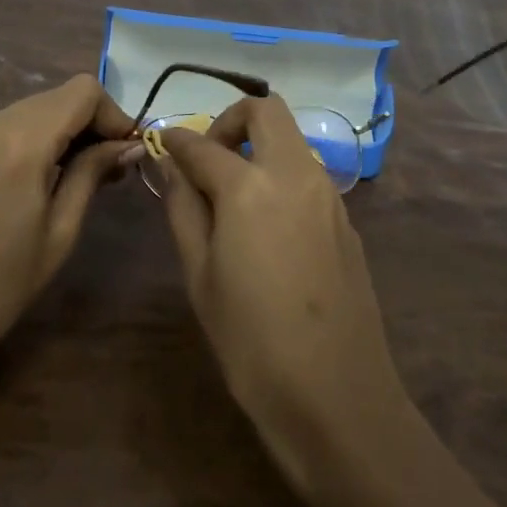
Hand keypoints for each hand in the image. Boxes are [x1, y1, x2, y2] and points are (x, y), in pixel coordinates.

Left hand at [0, 75, 137, 384]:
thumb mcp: (60, 231)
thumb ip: (92, 174)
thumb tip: (129, 144)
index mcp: (19, 141)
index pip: (82, 91)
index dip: (114, 115)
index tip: (127, 152)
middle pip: (58, 97)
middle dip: (92, 123)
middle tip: (113, 168)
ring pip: (34, 109)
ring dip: (65, 131)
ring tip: (83, 176)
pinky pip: (9, 126)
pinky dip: (37, 139)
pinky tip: (46, 178)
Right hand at [158, 96, 411, 492]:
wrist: (336, 395)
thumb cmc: (251, 341)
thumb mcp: (200, 274)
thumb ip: (183, 207)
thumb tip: (170, 163)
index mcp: (250, 186)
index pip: (203, 144)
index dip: (176, 139)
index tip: (161, 142)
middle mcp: (295, 174)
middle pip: (266, 111)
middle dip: (230, 120)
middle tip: (208, 159)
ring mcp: (328, 194)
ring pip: (291, 140)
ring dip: (259, 147)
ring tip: (231, 196)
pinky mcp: (346, 219)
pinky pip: (308, 175)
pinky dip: (280, 176)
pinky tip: (266, 226)